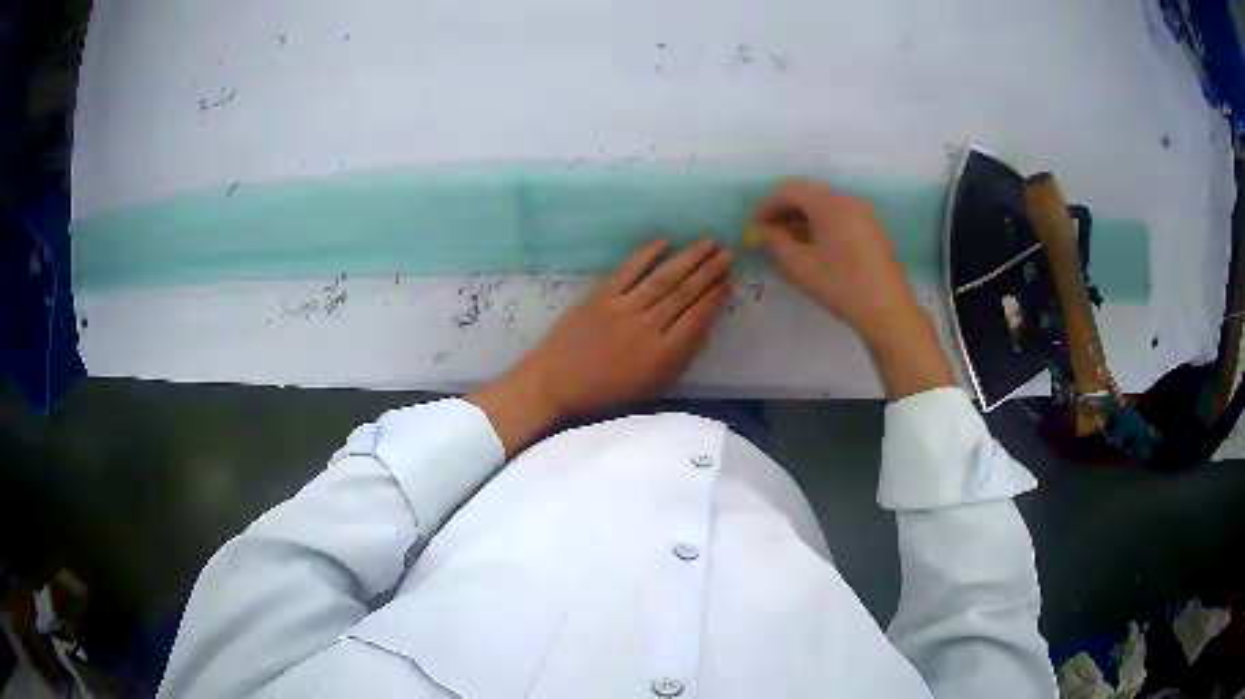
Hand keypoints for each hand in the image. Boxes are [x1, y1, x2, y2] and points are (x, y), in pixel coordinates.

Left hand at [469, 238, 732, 453]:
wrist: (555, 384)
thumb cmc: (605, 394)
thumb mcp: (651, 388)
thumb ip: (680, 360)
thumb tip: (705, 331)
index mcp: (662, 355)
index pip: (697, 318)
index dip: (715, 298)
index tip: (730, 281)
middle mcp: (647, 327)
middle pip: (684, 293)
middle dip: (709, 271)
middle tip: (727, 253)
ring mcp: (623, 309)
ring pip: (663, 279)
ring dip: (688, 258)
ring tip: (708, 243)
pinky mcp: (601, 296)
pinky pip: (629, 271)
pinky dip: (647, 254)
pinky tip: (666, 241)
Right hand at [754, 179, 920, 343]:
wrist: (888, 310)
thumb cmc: (840, 286)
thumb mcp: (799, 266)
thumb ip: (774, 241)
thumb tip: (757, 231)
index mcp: (829, 204)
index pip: (789, 189)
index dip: (766, 205)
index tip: (754, 228)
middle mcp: (848, 199)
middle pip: (808, 193)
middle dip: (784, 210)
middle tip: (768, 234)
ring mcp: (863, 212)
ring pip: (824, 204)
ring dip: (802, 217)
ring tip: (789, 242)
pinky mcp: (872, 227)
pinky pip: (839, 214)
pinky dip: (821, 223)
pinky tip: (815, 246)